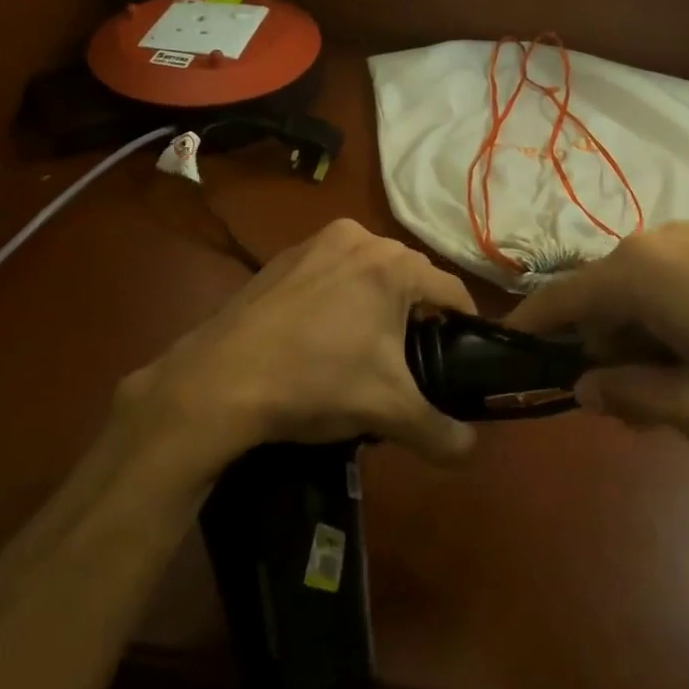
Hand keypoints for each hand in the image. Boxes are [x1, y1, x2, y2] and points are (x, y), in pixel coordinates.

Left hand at [114, 219, 479, 483]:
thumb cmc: (315, 383)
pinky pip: (332, 273)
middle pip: (410, 278)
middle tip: (409, 363)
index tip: (461, 358)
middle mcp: (359, 237)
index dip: (464, 327)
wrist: (218, 381)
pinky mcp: (282, 256)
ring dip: (377, 305)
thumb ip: (440, 433)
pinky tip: (322, 337)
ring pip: (369, 273)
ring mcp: (315, 242)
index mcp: (392, 264)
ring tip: (365, 351)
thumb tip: (469, 451)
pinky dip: (339, 297)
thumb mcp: (388, 412)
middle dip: (416, 317)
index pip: (452, 291)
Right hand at [505, 222, 688, 453]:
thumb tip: (583, 385)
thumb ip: (631, 397)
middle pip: (600, 301)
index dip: (528, 334)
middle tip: (638, 415)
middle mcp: (657, 242)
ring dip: (645, 344)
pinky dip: (677, 324)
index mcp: (636, 273)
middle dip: (604, 355)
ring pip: (642, 295)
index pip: (555, 300)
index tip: (510, 367)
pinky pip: (678, 284)